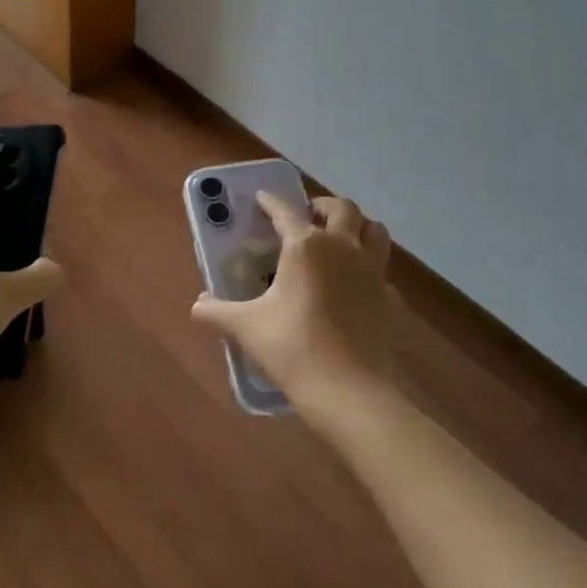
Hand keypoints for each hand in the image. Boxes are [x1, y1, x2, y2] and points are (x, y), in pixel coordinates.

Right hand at [191, 192, 399, 419]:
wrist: (349, 390)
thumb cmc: (293, 348)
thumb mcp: (246, 328)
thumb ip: (217, 312)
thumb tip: (198, 305)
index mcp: (306, 246)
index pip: (286, 211)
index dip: (271, 202)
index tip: (262, 197)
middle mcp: (343, 247)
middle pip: (343, 208)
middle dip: (323, 206)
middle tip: (307, 216)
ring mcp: (372, 271)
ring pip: (375, 230)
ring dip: (357, 226)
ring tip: (339, 238)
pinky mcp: (388, 297)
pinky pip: (381, 268)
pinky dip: (368, 265)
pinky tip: (354, 283)